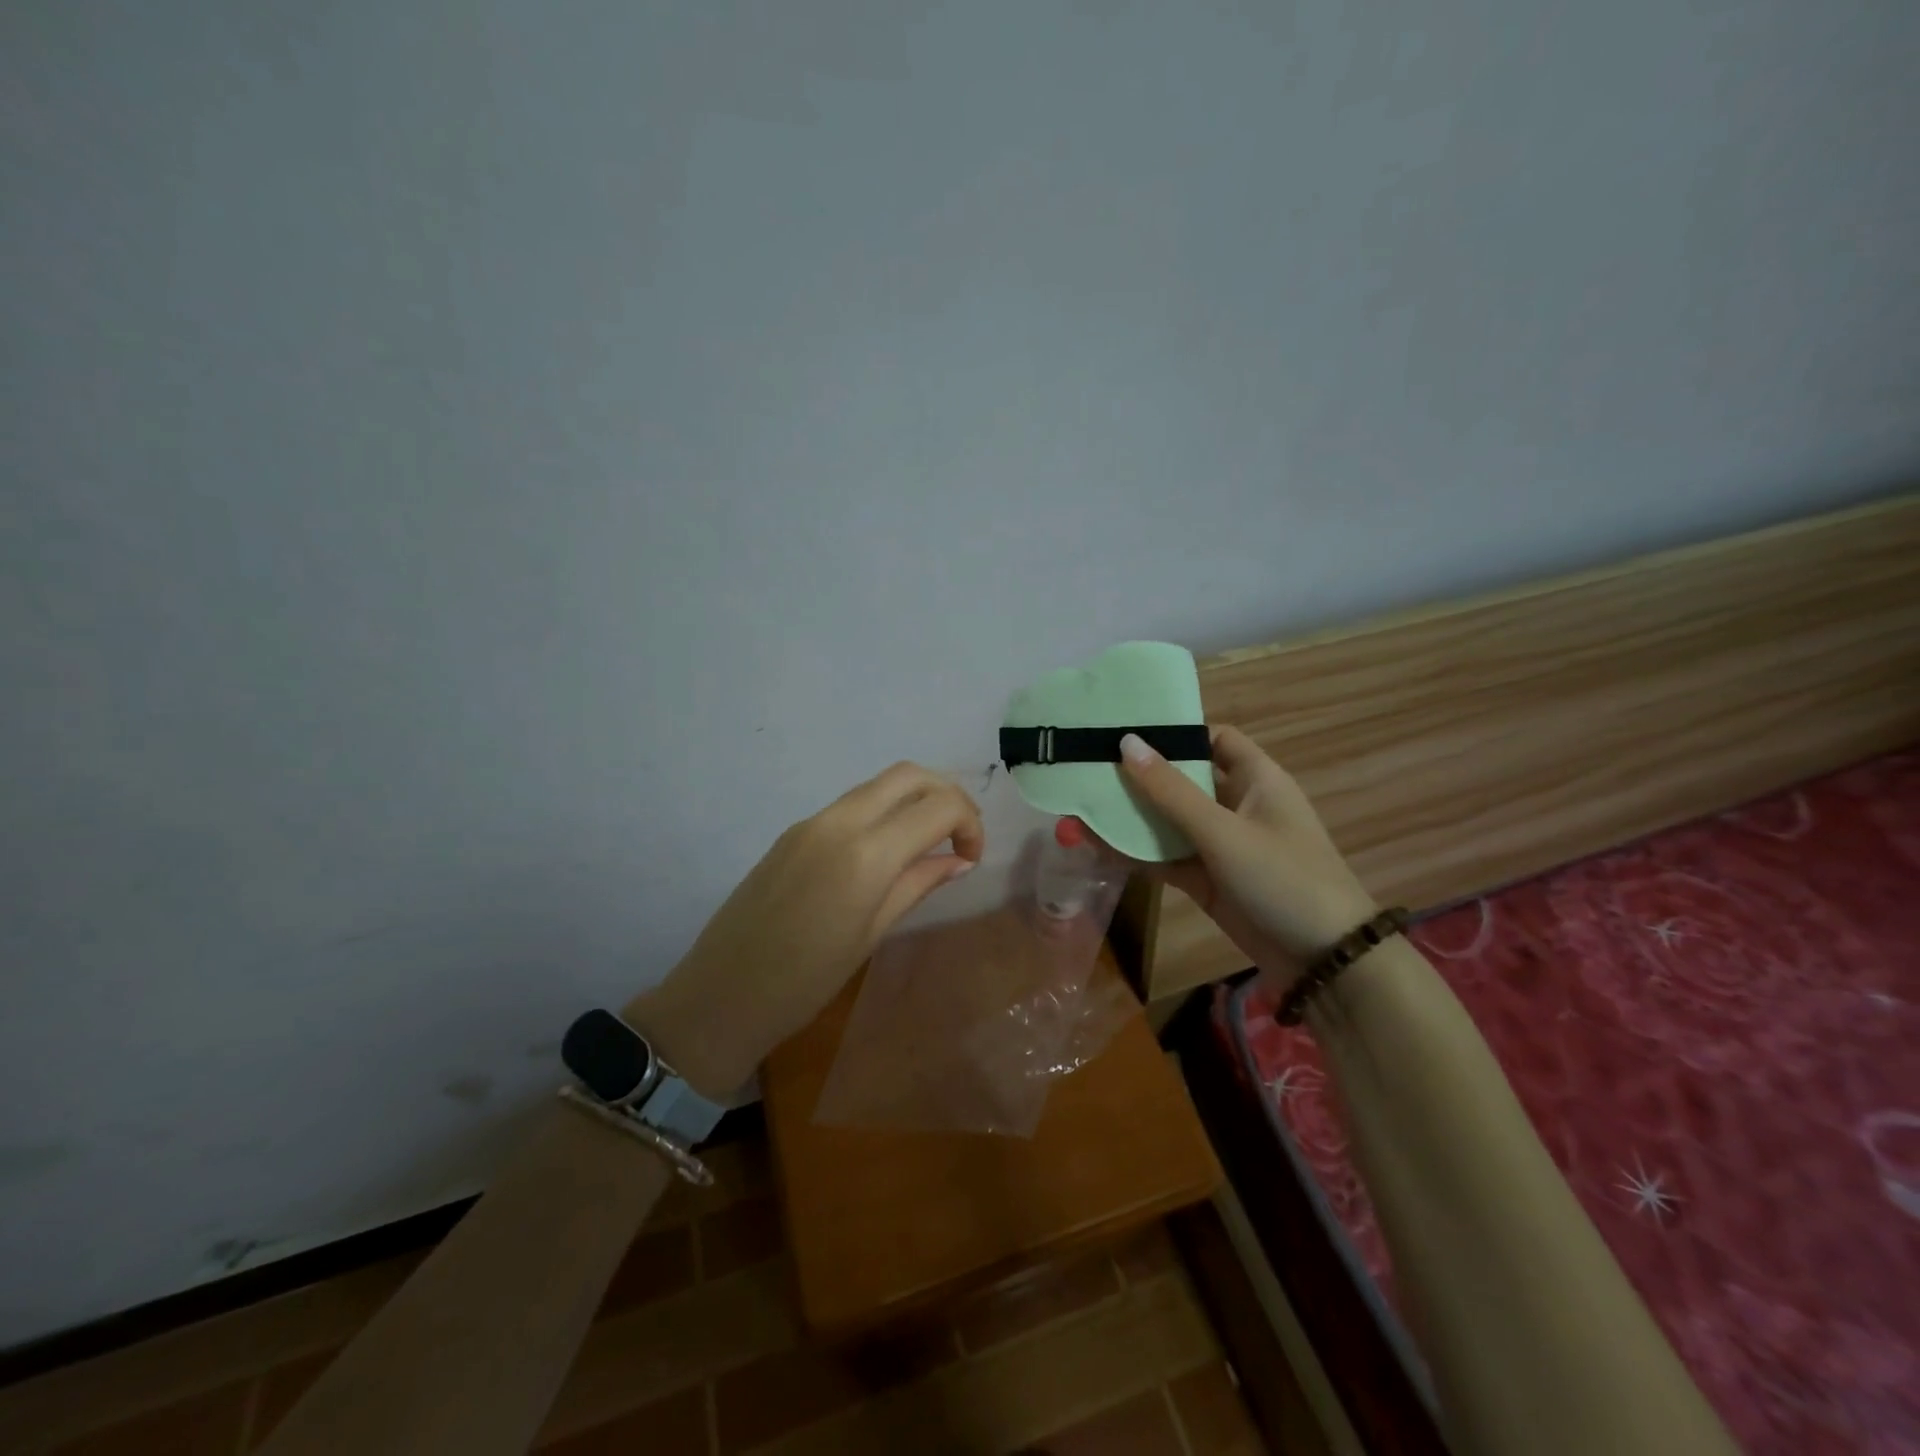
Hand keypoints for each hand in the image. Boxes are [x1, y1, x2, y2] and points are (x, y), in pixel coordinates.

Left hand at [624, 763, 984, 1094]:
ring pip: (878, 785)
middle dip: (946, 795)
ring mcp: (811, 822)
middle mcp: (839, 822)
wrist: (720, 995)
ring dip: (913, 800)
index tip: (971, 859)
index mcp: (865, 854)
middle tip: (958, 837)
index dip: (969, 823)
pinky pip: (850, 805)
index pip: (938, 806)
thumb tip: (959, 860)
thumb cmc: (805, 982)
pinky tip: (886, 852)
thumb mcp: (871, 934)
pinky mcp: (793, 831)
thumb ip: (918, 884)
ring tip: (928, 843)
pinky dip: (882, 812)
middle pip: (909, 775)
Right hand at [1113, 725, 1375, 985]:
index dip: (1175, 733)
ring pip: (1169, 822)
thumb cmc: (1283, 878)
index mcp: (1256, 779)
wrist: (1325, 962)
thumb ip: (1171, 791)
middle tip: (1087, 767)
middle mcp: (1237, 806)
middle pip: (1182, 780)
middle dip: (1139, 776)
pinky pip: (1166, 858)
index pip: (1213, 739)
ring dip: (1131, 816)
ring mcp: (1221, 845)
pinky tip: (1096, 845)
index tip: (1127, 732)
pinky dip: (1136, 852)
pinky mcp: (1208, 880)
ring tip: (1080, 804)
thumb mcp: (1224, 832)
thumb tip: (1126, 742)